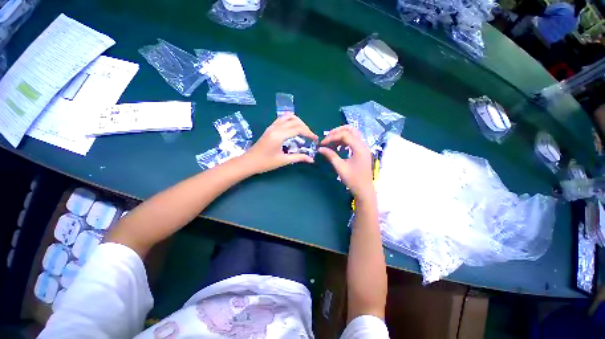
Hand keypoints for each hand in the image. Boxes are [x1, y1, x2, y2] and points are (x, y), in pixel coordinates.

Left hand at [242, 113, 317, 173]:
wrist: (248, 162)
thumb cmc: (265, 163)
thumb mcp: (283, 161)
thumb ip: (298, 158)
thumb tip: (311, 159)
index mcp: (279, 135)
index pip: (298, 129)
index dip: (309, 133)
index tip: (315, 139)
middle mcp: (276, 127)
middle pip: (295, 121)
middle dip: (305, 127)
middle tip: (310, 137)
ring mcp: (272, 126)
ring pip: (288, 117)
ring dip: (298, 122)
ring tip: (303, 131)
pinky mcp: (269, 128)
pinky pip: (282, 119)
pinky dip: (290, 121)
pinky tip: (293, 129)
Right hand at [319, 125, 373, 199]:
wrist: (364, 190)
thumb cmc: (353, 180)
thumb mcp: (340, 167)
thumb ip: (331, 155)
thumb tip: (320, 148)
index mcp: (359, 148)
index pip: (344, 135)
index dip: (332, 137)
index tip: (322, 143)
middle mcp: (363, 145)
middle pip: (351, 129)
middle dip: (337, 131)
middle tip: (327, 138)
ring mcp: (364, 147)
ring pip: (352, 134)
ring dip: (341, 136)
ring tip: (331, 143)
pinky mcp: (362, 151)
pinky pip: (353, 140)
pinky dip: (345, 141)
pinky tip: (338, 148)